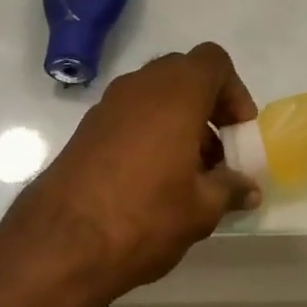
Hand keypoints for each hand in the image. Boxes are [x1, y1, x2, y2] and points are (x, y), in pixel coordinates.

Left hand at [0, 43, 260, 304]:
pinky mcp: (86, 128)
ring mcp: (109, 104)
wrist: (58, 245)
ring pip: (156, 94)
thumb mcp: (201, 209)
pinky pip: (130, 114)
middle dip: (207, 106)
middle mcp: (142, 86)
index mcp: (177, 92)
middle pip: (184, 74)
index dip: (234, 91)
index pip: (214, 61)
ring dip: (179, 120)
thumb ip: (229, 188)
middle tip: (217, 151)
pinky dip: (150, 131)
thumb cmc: (144, 216)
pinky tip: (152, 179)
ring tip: (188, 172)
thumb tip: (248, 188)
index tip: (238, 133)